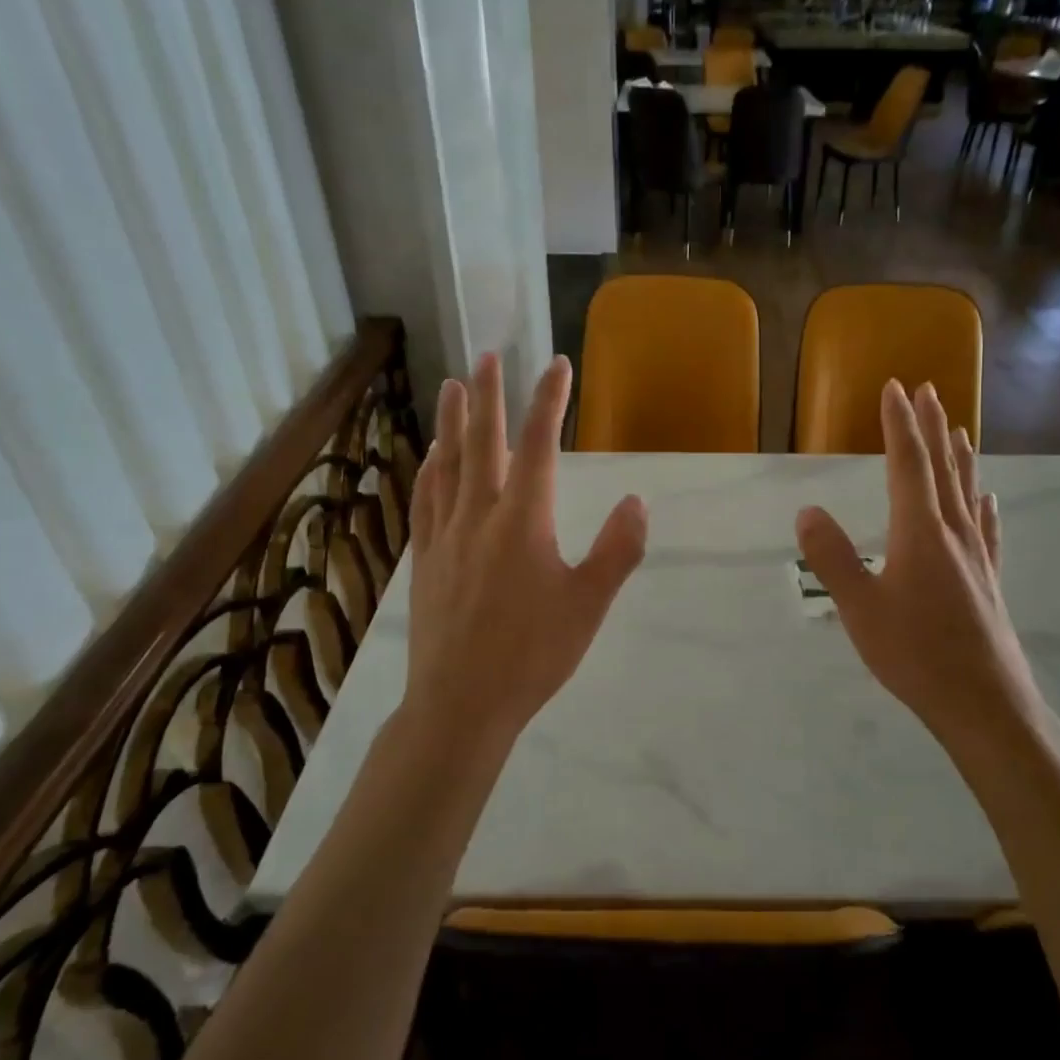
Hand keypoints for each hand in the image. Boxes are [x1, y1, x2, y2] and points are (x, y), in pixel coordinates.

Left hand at [402, 352, 647, 742]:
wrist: (460, 703)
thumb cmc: (532, 655)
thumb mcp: (589, 605)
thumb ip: (616, 550)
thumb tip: (636, 501)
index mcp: (523, 522)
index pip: (540, 446)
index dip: (549, 401)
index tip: (557, 366)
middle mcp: (479, 516)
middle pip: (482, 442)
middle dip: (488, 395)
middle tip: (489, 356)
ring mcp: (445, 535)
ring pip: (447, 464)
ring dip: (452, 422)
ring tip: (453, 386)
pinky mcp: (424, 558)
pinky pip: (425, 500)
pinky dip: (429, 469)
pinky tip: (430, 458)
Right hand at [796, 380, 1037, 745]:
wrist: (985, 704)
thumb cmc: (916, 655)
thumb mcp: (860, 608)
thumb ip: (833, 557)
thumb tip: (807, 510)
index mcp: (919, 532)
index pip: (908, 464)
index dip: (900, 424)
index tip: (895, 387)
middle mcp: (953, 533)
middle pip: (942, 468)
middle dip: (931, 427)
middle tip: (927, 391)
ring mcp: (976, 557)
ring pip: (967, 493)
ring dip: (959, 457)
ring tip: (958, 429)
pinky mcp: (989, 581)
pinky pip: (986, 529)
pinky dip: (984, 506)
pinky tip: (988, 499)